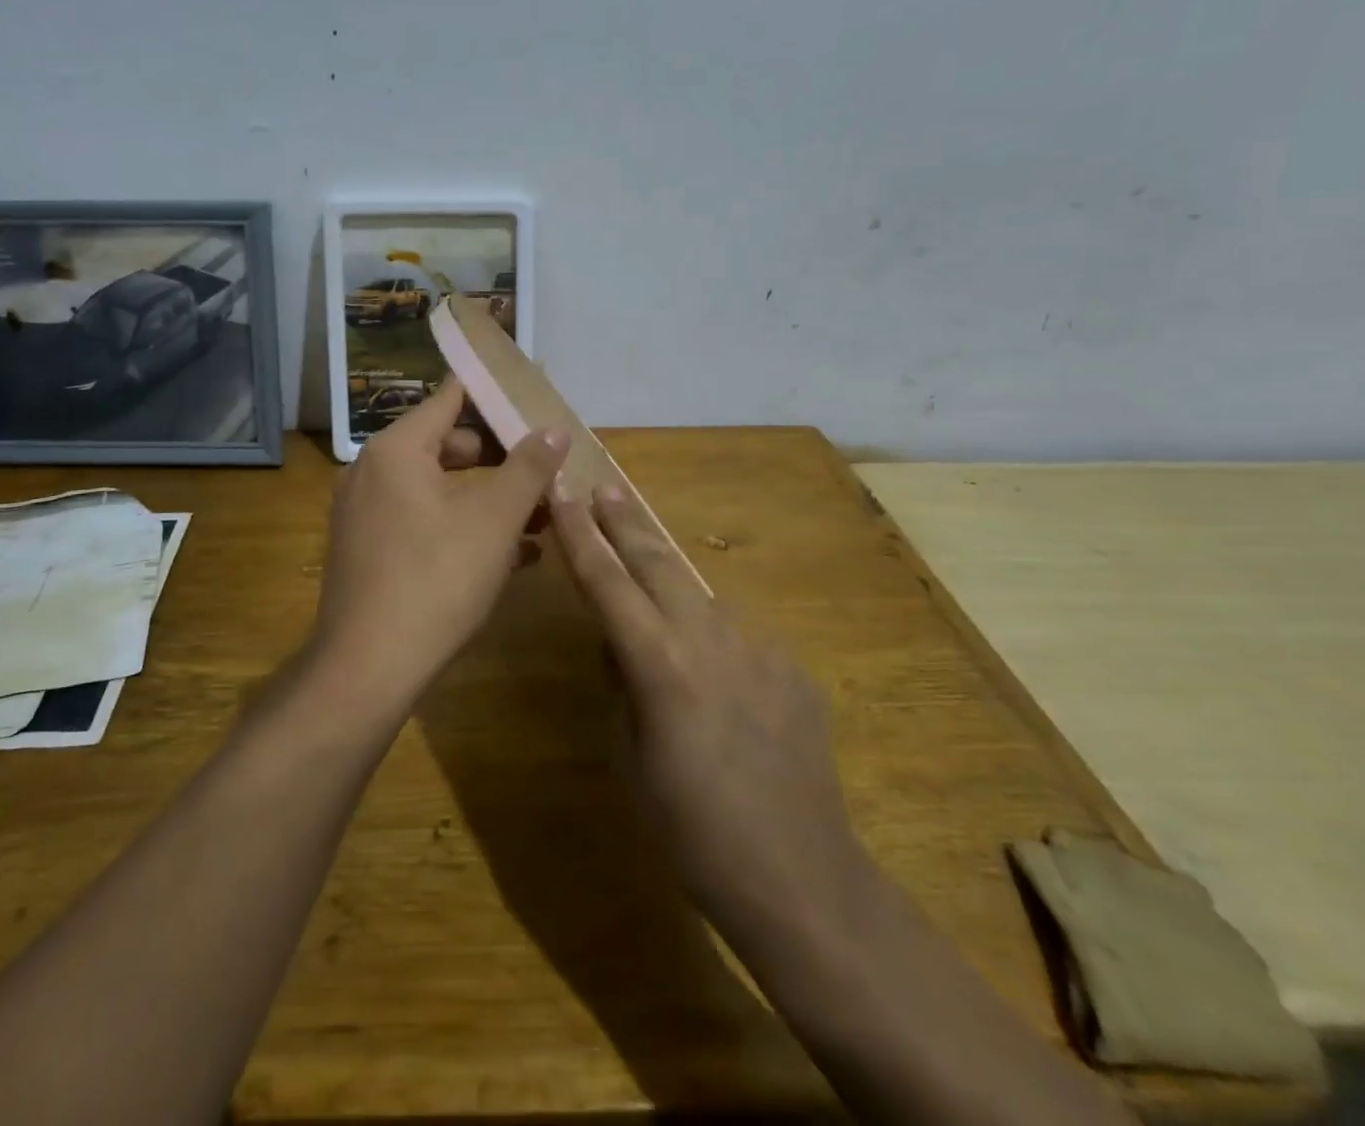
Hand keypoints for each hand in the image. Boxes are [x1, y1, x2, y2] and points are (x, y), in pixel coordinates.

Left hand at [309, 381, 566, 711]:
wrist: (368, 669)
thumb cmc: (437, 579)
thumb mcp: (495, 519)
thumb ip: (529, 467)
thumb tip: (554, 429)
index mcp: (396, 449)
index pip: (450, 398)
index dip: (494, 394)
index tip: (533, 399)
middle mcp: (372, 472)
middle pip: (447, 445)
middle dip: (502, 459)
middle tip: (547, 472)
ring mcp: (366, 514)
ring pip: (439, 489)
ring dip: (490, 500)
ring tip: (543, 520)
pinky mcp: (369, 551)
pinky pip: (423, 522)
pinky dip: (464, 527)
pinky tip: (511, 557)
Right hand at [551, 484, 867, 944]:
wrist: (801, 876)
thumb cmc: (692, 830)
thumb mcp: (631, 756)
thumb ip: (624, 684)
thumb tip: (621, 644)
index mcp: (660, 665)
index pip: (607, 583)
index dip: (579, 536)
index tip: (563, 493)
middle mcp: (710, 639)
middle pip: (657, 563)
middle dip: (624, 523)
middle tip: (604, 487)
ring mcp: (759, 648)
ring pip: (700, 598)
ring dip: (670, 585)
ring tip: (649, 581)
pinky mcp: (792, 667)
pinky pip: (738, 637)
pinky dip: (714, 638)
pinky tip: (715, 677)